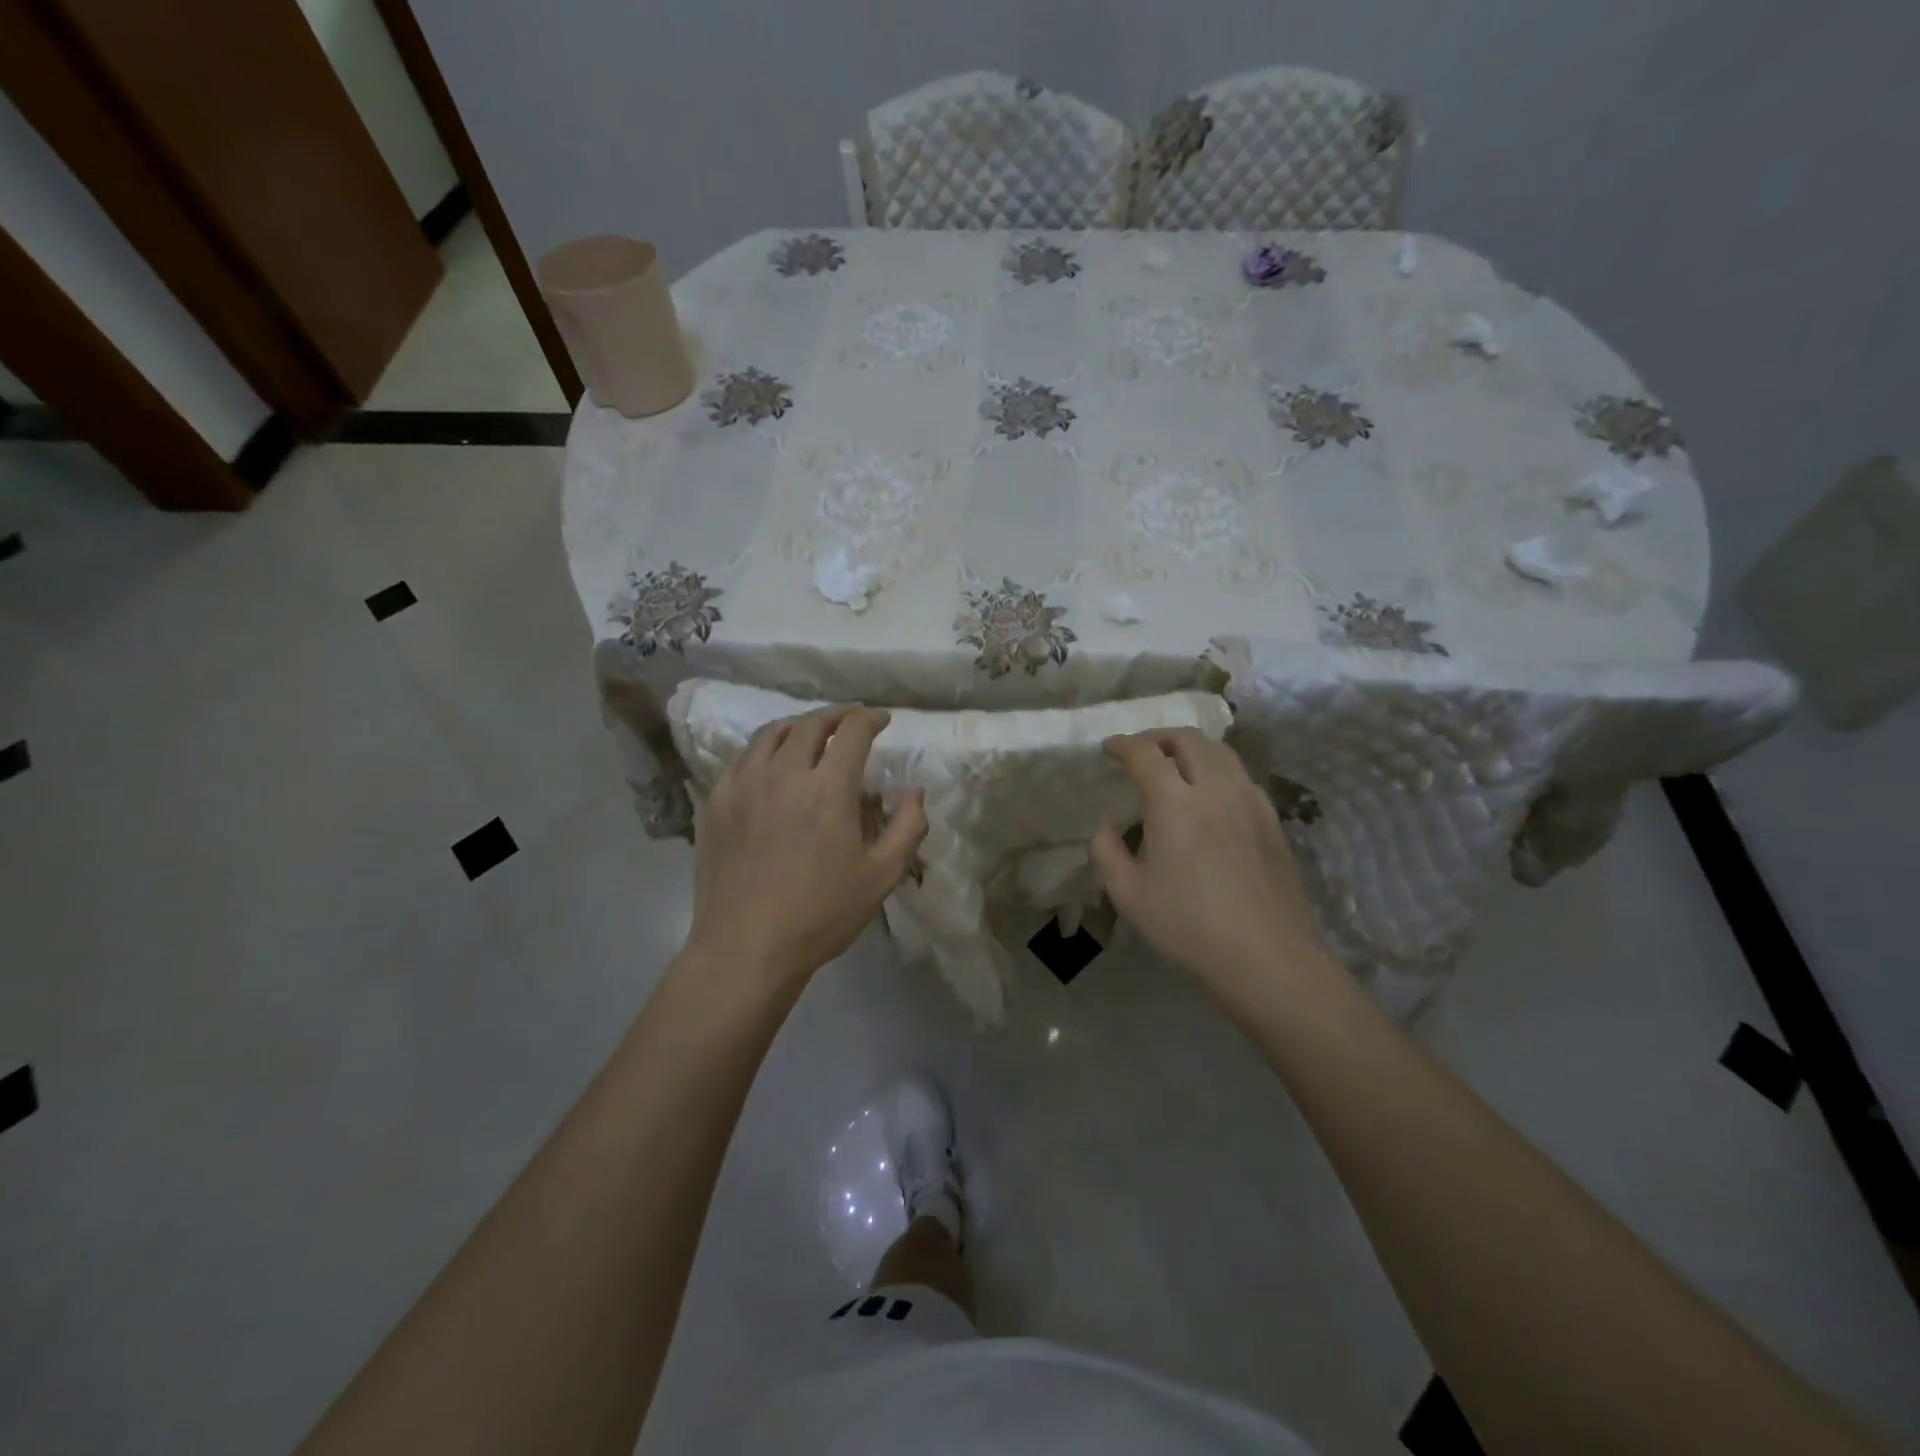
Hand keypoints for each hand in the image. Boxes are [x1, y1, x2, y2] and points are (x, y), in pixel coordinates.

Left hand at [687, 707, 926, 993]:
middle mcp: (783, 774)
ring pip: (772, 733)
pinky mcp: (717, 802)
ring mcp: (743, 785)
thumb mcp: (881, 877)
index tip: (881, 720)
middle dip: (836, 716)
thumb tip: (915, 792)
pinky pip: (742, 758)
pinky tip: (771, 762)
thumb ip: (907, 828)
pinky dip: (764, 748)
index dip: (870, 718)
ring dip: (798, 725)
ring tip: (811, 733)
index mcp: (827, 789)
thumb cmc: (820, 915)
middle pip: (810, 724)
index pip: (852, 731)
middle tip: (850, 721)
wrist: (745, 948)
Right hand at [1090, 729, 1329, 1001]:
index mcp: (1175, 803)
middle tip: (1141, 752)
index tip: (1109, 748)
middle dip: (1158, 737)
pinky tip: (1211, 795)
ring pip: (1221, 752)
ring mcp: (1250, 801)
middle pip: (1188, 739)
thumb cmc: (1189, 926)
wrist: (1266, 955)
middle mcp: (1215, 789)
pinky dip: (1218, 769)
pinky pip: (1241, 776)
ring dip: (1191, 748)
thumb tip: (1106, 828)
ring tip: (1176, 765)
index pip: (1146, 753)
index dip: (1124, 745)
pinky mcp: (1272, 819)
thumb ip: (1108, 852)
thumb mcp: (1129, 895)